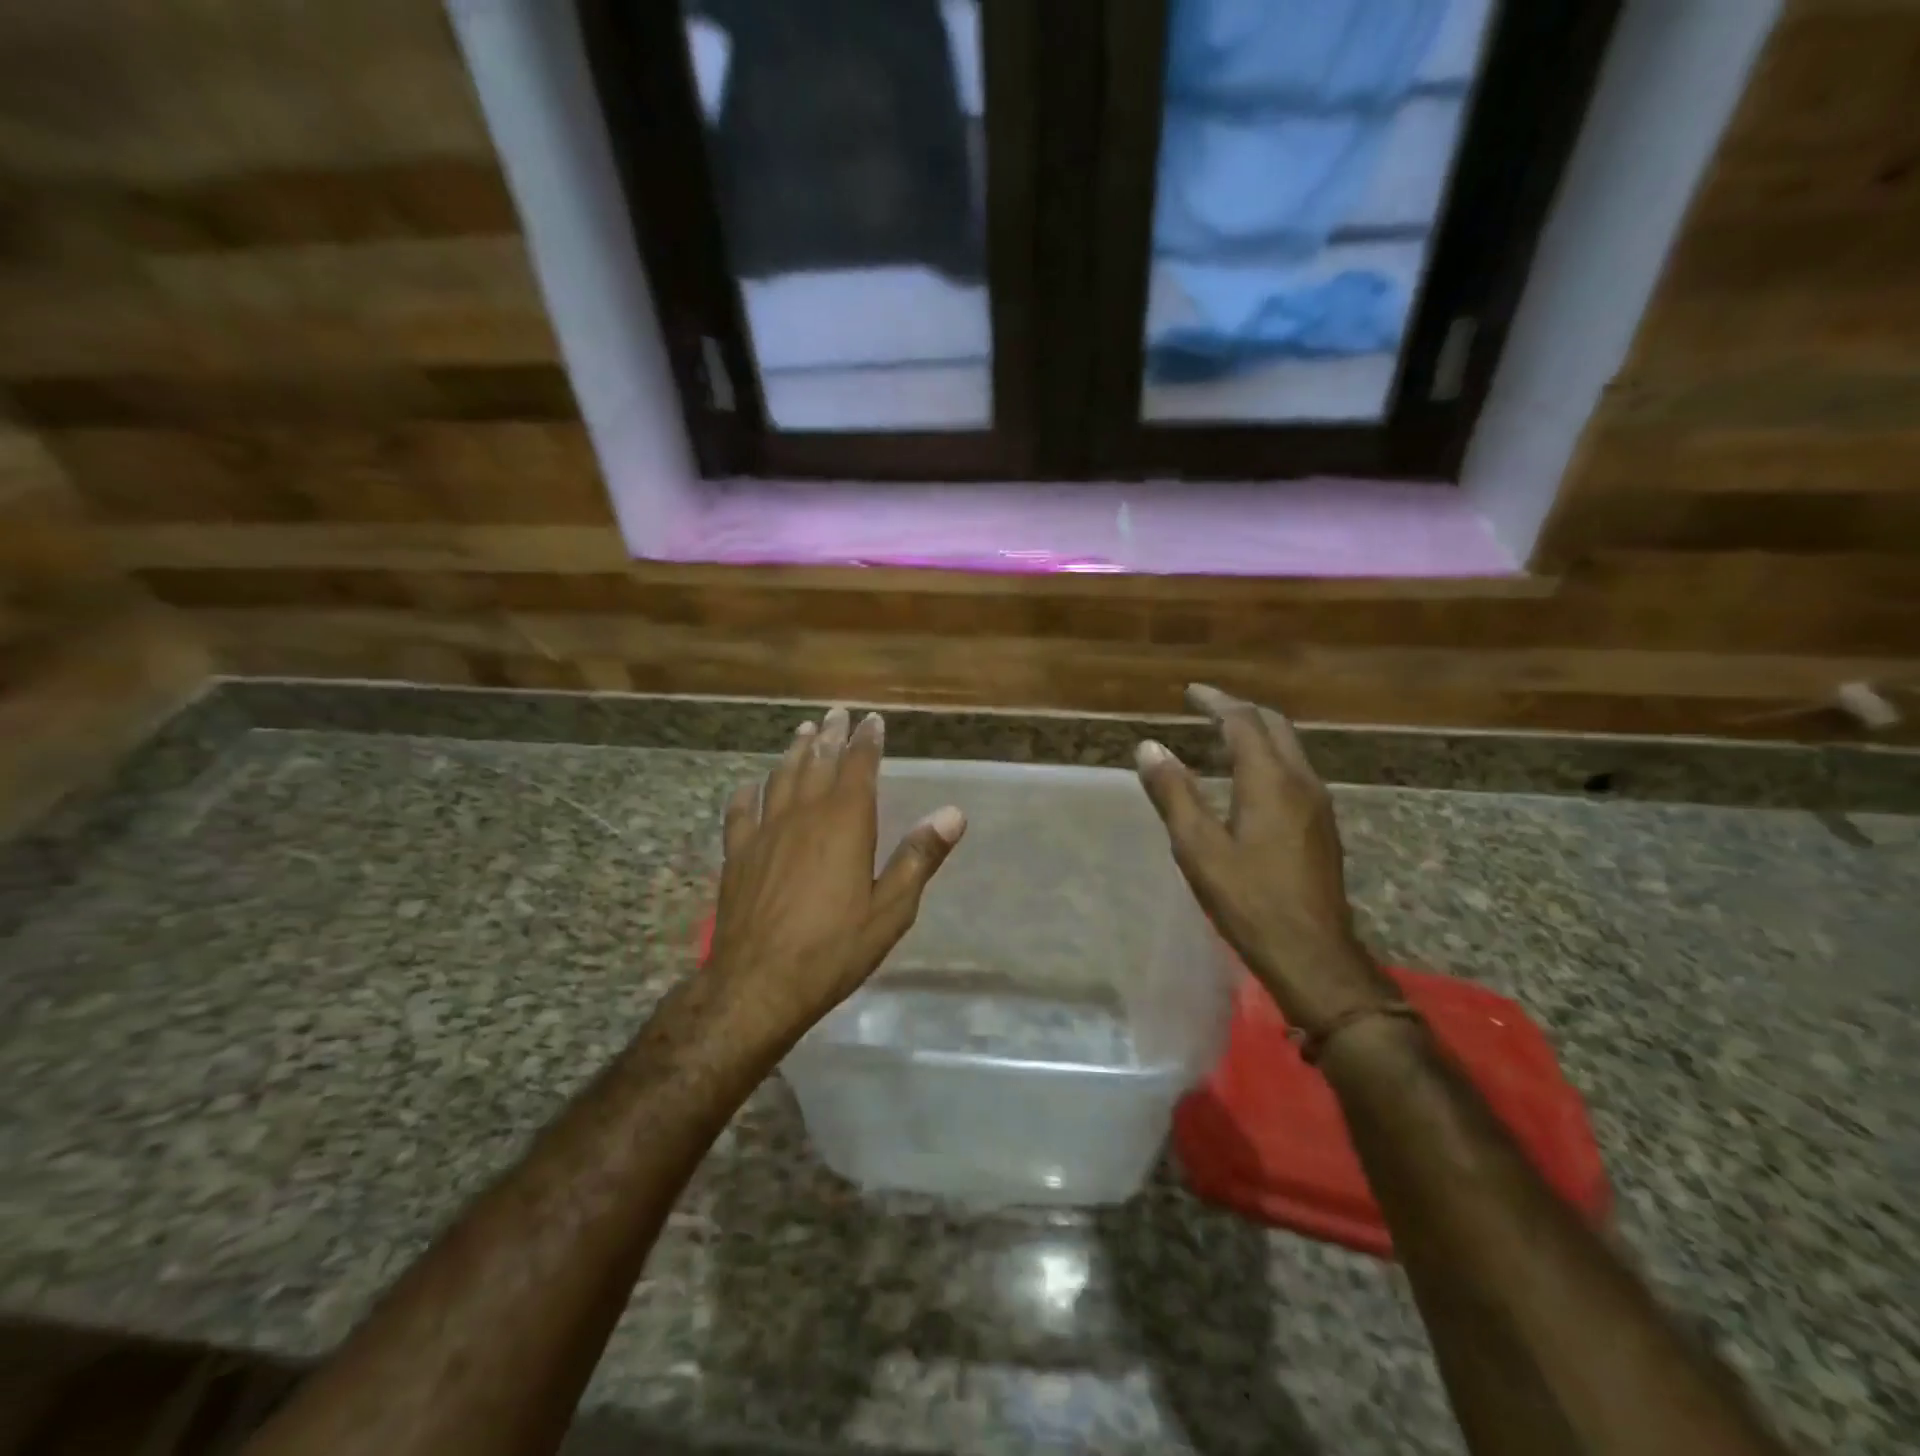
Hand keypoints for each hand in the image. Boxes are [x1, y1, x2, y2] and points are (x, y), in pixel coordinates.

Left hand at [706, 706, 965, 1047]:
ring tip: (802, 732)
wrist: (758, 983)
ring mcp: (765, 832)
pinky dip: (748, 793)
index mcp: (845, 823)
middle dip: (830, 736)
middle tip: (836, 713)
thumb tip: (953, 813)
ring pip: (780, 778)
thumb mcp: (891, 909)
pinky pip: (741, 812)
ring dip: (793, 752)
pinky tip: (750, 786)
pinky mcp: (738, 855)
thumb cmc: (834, 948)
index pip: (859, 767)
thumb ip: (918, 857)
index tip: (872, 719)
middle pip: (817, 763)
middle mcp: (803, 815)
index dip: (867, 741)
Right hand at [1135, 684, 1395, 1035]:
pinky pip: (1294, 772)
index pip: (1243, 722)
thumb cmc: (1248, 900)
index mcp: (1270, 781)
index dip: (1216, 702)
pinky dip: (1267, 758)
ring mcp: (1318, 805)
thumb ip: (1174, 793)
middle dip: (1239, 710)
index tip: (1191, 692)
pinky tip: (1247, 780)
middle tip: (1206, 707)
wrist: (1312, 953)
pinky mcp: (1322, 826)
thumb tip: (1149, 747)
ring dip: (1256, 733)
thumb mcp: (1198, 848)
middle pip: (1274, 726)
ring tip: (1221, 737)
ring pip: (1289, 749)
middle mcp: (1301, 782)